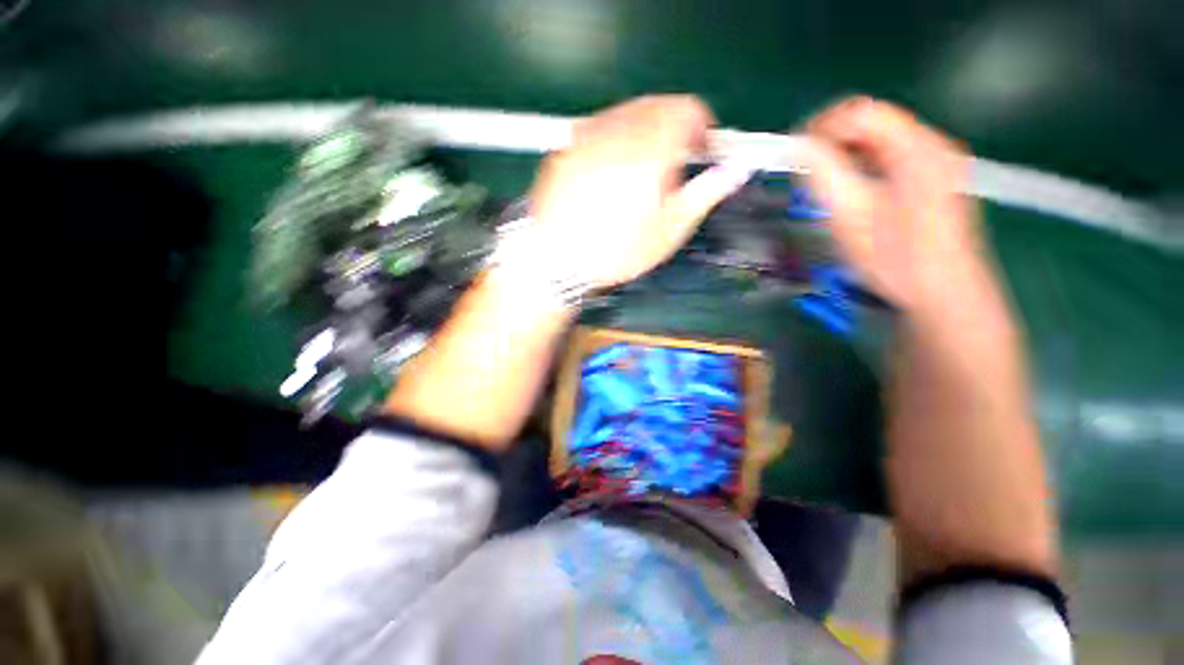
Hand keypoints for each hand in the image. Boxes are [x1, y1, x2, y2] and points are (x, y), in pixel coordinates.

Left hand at [527, 95, 752, 287]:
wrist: (556, 263)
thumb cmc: (616, 254)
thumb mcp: (667, 233)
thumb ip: (704, 195)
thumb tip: (736, 170)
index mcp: (649, 153)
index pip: (687, 111)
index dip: (701, 126)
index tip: (700, 149)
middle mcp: (617, 133)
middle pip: (657, 105)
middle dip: (673, 126)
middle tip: (671, 162)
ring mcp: (585, 137)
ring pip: (626, 112)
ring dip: (643, 130)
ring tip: (640, 169)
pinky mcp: (564, 148)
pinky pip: (597, 127)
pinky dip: (614, 138)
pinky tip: (609, 170)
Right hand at [806, 97, 994, 314]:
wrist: (942, 294)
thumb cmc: (895, 260)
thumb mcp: (851, 217)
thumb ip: (822, 176)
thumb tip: (797, 147)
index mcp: (917, 149)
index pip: (862, 112)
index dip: (822, 127)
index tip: (795, 155)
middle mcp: (931, 145)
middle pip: (871, 122)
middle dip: (831, 141)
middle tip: (804, 172)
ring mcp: (935, 161)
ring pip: (878, 139)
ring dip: (843, 155)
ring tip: (821, 183)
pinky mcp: (932, 177)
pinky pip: (887, 157)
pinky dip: (860, 166)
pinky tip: (849, 190)